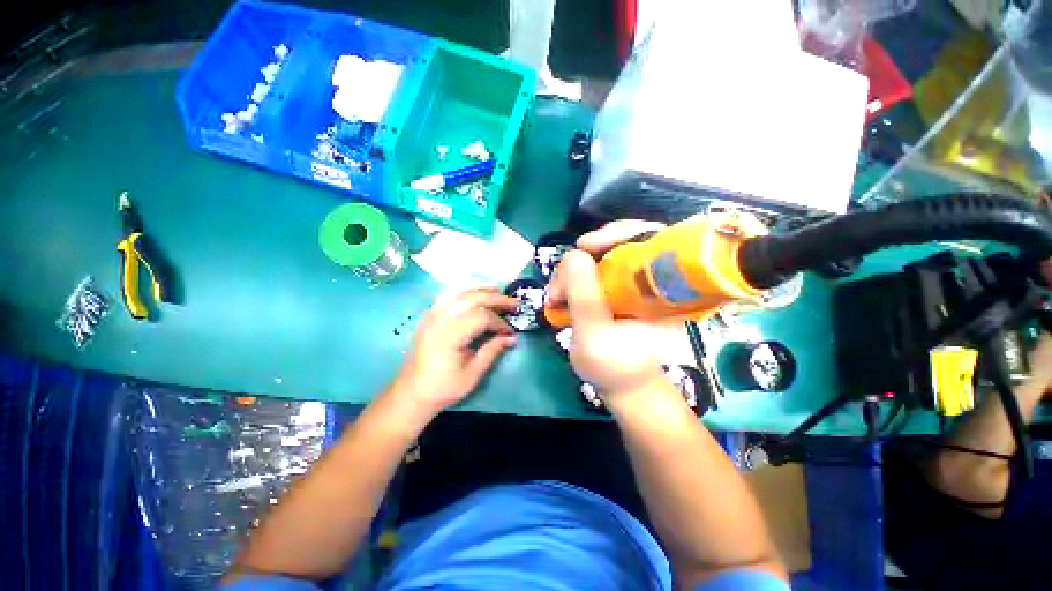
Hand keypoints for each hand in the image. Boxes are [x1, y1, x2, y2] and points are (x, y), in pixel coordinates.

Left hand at [390, 288, 517, 417]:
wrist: (411, 392)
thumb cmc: (443, 387)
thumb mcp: (472, 374)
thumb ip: (492, 351)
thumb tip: (511, 337)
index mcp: (450, 335)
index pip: (481, 317)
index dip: (499, 322)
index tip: (510, 332)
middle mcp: (440, 319)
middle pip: (472, 299)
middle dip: (495, 299)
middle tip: (514, 304)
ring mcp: (432, 315)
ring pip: (460, 293)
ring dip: (482, 290)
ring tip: (499, 291)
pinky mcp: (429, 316)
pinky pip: (450, 296)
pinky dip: (466, 292)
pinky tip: (476, 294)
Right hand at [547, 220, 670, 399]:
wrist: (623, 386)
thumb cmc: (615, 368)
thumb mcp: (595, 336)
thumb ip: (585, 297)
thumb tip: (574, 254)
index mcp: (663, 289)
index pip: (652, 237)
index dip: (617, 232)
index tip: (583, 246)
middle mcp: (652, 279)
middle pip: (620, 242)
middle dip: (583, 258)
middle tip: (560, 282)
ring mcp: (632, 283)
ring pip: (601, 256)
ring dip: (573, 271)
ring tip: (556, 296)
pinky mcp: (618, 289)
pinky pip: (594, 270)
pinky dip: (574, 278)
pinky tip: (562, 294)